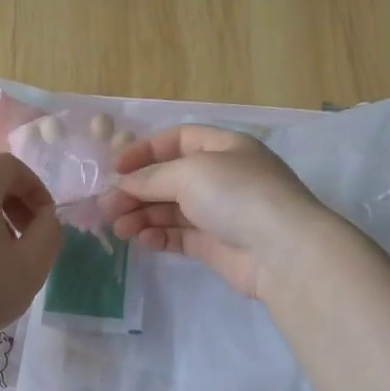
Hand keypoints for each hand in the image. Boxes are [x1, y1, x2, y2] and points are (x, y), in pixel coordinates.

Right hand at [103, 124, 330, 298]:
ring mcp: (220, 212)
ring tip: (118, 227)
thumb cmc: (237, 195)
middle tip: (107, 206)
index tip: (116, 169)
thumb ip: (151, 178)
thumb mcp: (190, 172)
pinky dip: (158, 235)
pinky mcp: (216, 245)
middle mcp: (222, 176)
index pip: (178, 140)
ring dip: (142, 215)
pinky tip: (141, 240)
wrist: (282, 250)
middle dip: (137, 190)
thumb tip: (122, 184)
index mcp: (224, 147)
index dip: (145, 151)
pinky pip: (179, 235)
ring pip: (171, 209)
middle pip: (169, 178)